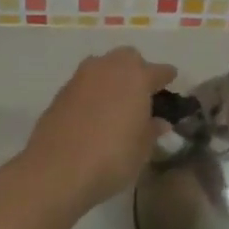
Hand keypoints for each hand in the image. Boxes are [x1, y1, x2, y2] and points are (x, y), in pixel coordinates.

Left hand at [22, 47, 178, 210]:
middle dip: (136, 70)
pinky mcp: (60, 94)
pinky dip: (92, 93)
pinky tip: (94, 114)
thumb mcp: (142, 149)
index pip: (158, 70)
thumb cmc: (112, 158)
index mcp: (136, 77)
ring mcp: (80, 79)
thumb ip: (151, 130)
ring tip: (117, 102)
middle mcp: (107, 69)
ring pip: (101, 67)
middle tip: (141, 92)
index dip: (166, 77)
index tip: (171, 80)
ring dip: (111, 78)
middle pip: (127, 58)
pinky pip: (84, 85)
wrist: (57, 169)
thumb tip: (159, 122)